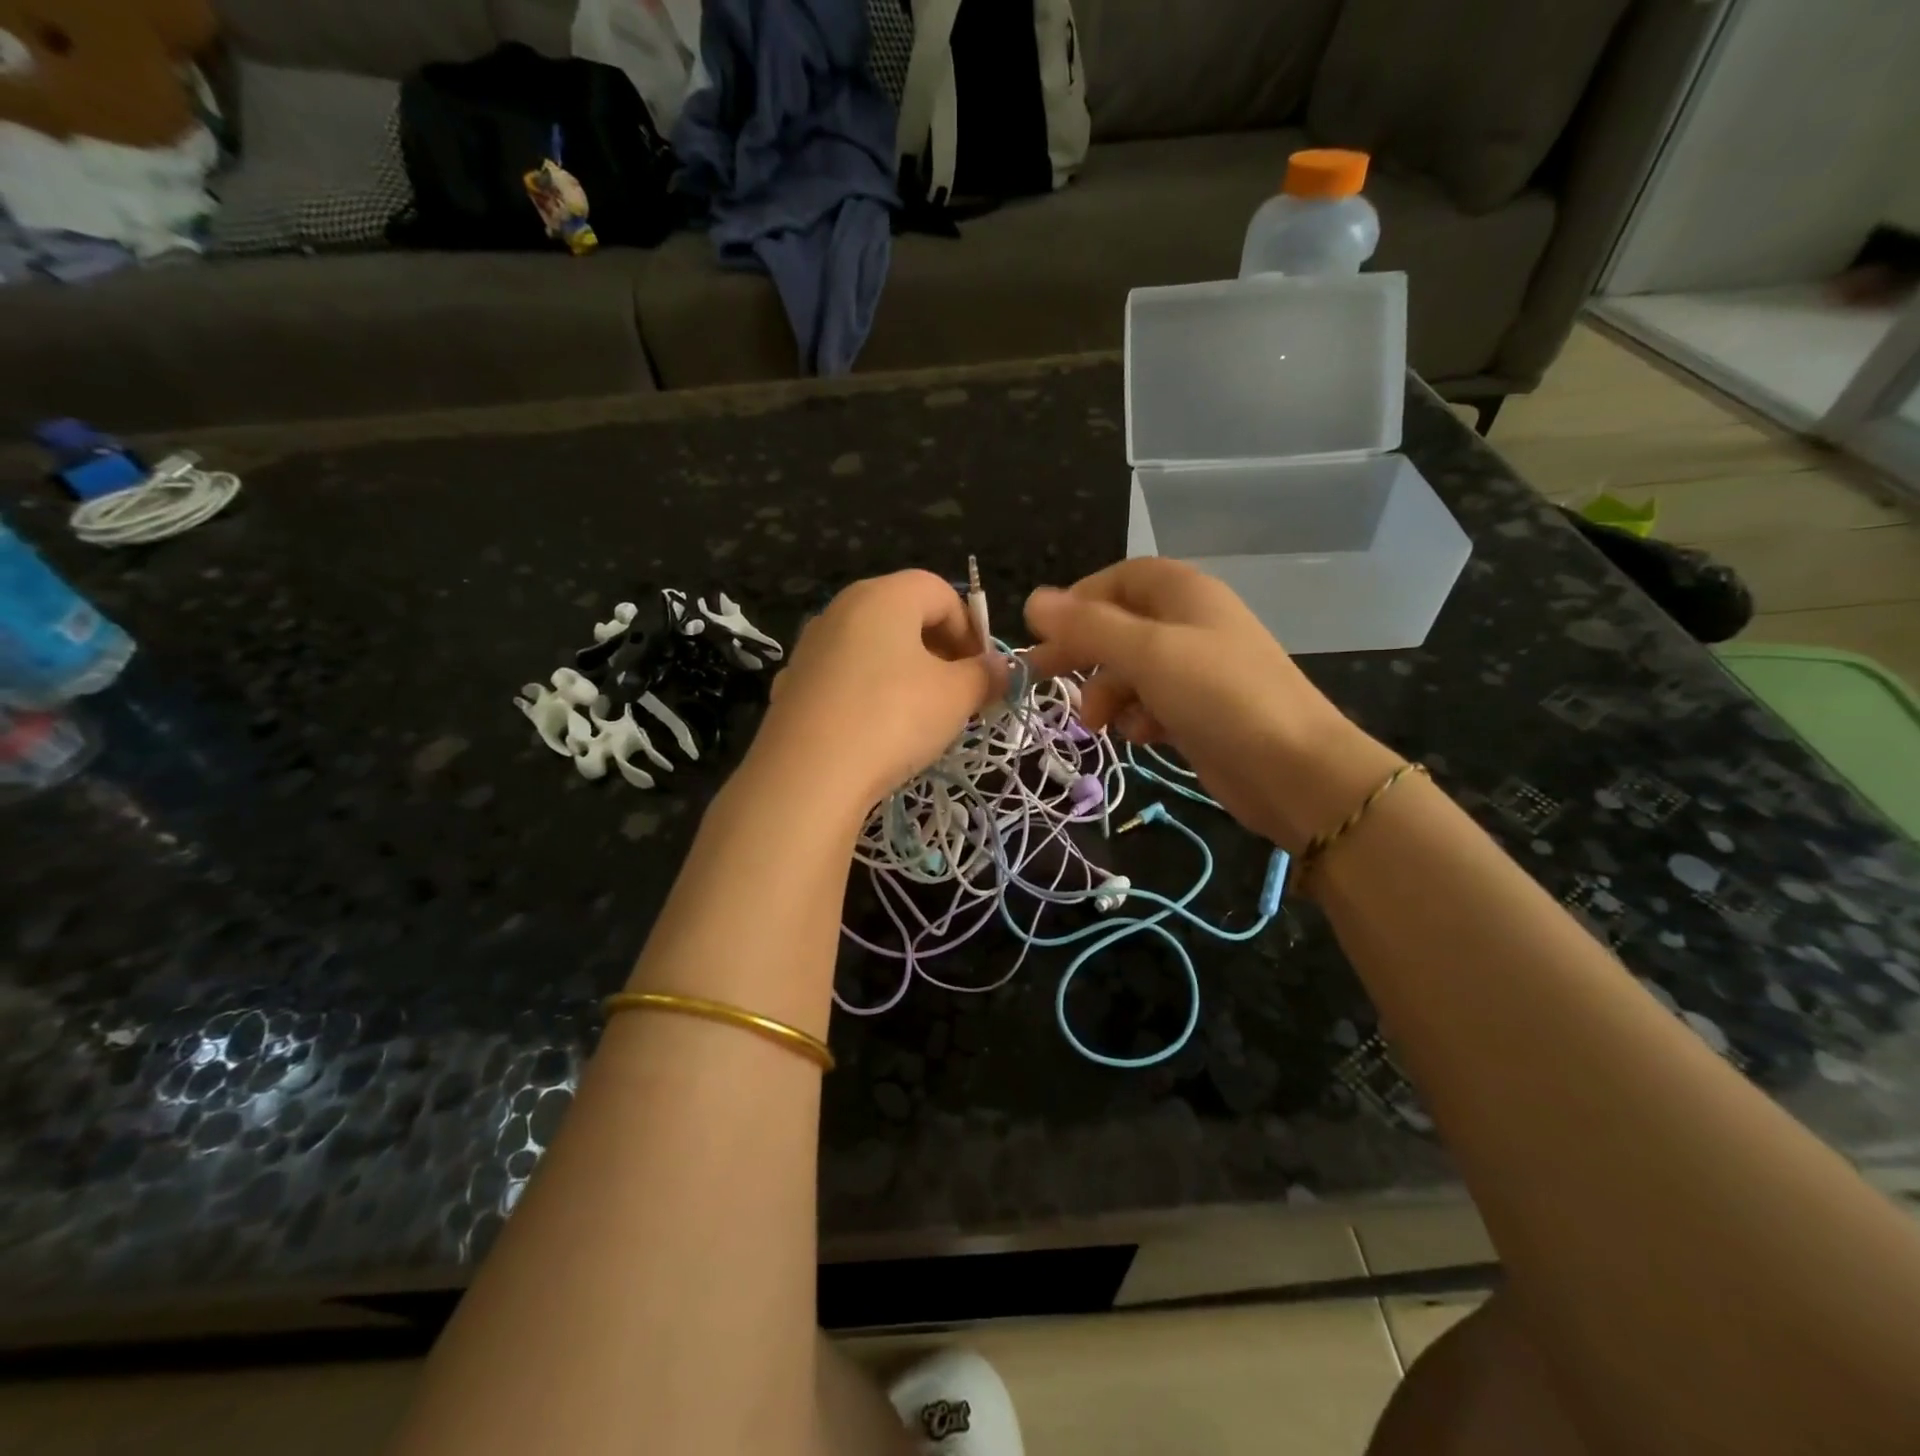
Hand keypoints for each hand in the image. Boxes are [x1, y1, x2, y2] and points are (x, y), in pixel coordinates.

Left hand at [747, 571, 1002, 813]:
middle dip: (940, 651)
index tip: (983, 673)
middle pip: (904, 616)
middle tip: (958, 694)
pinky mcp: (793, 684)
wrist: (807, 775)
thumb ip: (986, 675)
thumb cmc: (893, 718)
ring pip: (873, 648)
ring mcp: (811, 646)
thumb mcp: (956, 696)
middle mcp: (842, 608)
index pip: (941, 592)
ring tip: (920, 717)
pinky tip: (876, 732)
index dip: (972, 629)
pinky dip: (869, 693)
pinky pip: (845, 678)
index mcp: (884, 595)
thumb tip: (1001, 669)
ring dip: (905, 673)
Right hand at [1023, 559, 1401, 850]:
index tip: (1045, 632)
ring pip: (1131, 670)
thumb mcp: (1147, 653)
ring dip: (1107, 693)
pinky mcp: (1199, 712)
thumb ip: (1088, 626)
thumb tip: (1033, 600)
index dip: (1079, 601)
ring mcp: (1197, 670)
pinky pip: (1151, 704)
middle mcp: (1190, 624)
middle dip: (1083, 652)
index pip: (1120, 579)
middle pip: (1120, 626)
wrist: (1294, 769)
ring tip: (1098, 723)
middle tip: (1041, 677)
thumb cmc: (1219, 696)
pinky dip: (1138, 717)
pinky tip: (1142, 737)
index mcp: (1184, 594)